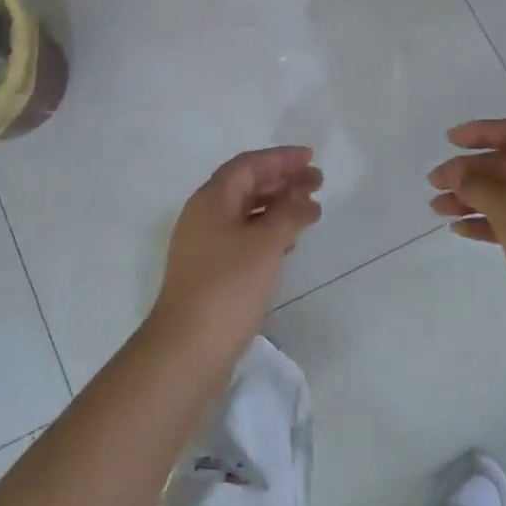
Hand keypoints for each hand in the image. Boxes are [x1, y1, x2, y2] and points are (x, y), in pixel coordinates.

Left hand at [150, 147, 322, 367]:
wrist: (188, 348)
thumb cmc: (228, 287)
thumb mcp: (265, 244)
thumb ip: (289, 214)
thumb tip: (306, 198)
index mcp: (210, 199)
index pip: (248, 165)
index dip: (280, 158)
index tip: (310, 157)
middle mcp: (203, 216)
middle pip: (246, 186)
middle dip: (282, 180)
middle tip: (317, 181)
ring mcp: (204, 245)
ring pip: (245, 212)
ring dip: (277, 206)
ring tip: (310, 210)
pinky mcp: (210, 271)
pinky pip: (243, 237)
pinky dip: (268, 231)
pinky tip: (288, 242)